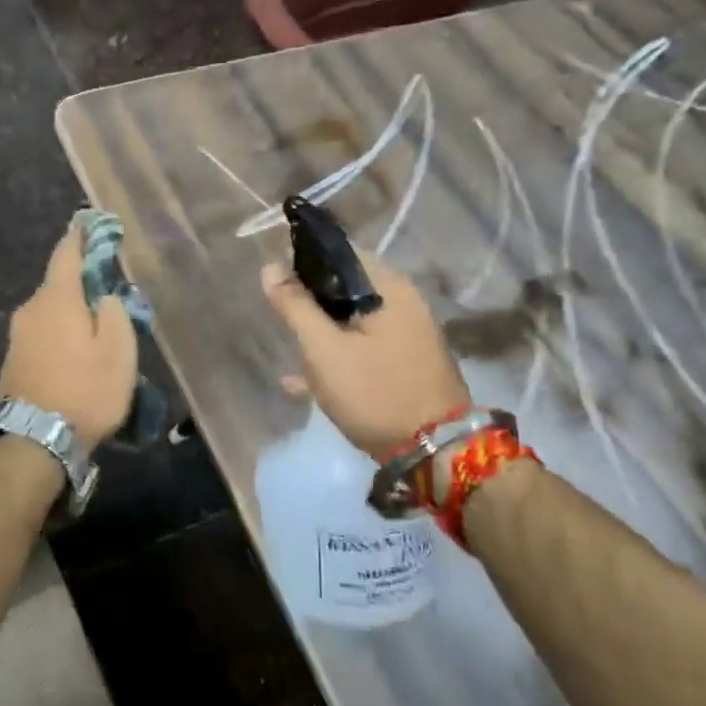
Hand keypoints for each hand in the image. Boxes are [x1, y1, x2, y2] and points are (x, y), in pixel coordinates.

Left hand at [0, 227, 137, 452]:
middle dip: (82, 283)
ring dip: (72, 313)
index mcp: (57, 298)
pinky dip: (62, 334)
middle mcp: (31, 309)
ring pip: (51, 311)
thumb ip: (116, 312)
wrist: (33, 442)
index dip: (80, 236)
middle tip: (110, 292)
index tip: (90, 224)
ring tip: (98, 330)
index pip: (67, 253)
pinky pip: (44, 333)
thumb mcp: (118, 350)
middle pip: (59, 284)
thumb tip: (105, 296)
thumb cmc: (84, 390)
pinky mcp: (14, 360)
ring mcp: (18, 336)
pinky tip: (77, 353)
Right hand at [262, 250, 469, 455]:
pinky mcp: (407, 363)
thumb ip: (295, 306)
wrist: (434, 452)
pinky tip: (304, 381)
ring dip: (321, 333)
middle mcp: (404, 302)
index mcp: (389, 287)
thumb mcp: (323, 349)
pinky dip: (338, 355)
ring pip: (353, 319)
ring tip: (292, 356)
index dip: (304, 260)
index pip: (341, 252)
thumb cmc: (374, 391)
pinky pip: (364, 346)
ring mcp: (409, 334)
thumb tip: (270, 267)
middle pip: (346, 286)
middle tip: (282, 321)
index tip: (277, 281)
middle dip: (310, 302)